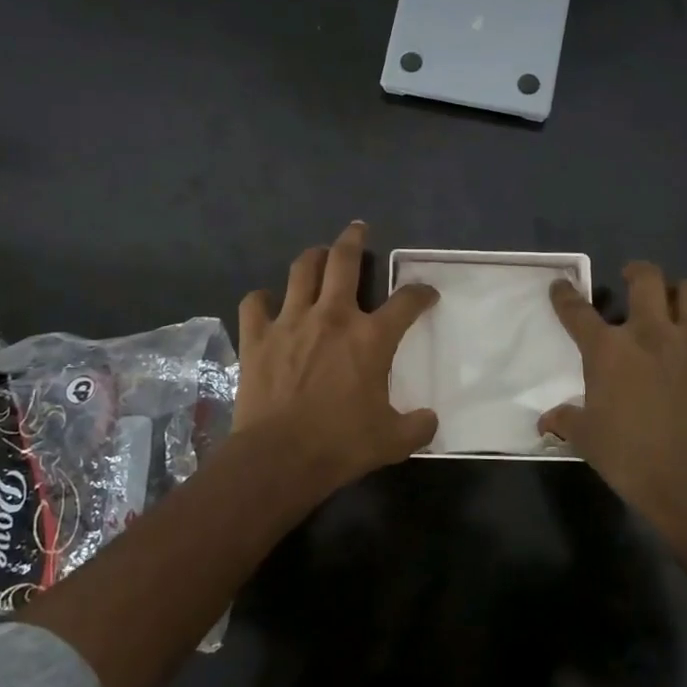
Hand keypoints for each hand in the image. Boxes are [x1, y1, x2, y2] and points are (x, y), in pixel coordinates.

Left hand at [235, 221, 438, 489]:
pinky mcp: (257, 337)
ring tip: (318, 254)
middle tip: (357, 229)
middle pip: (344, 261)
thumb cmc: (341, 444)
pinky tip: (266, 303)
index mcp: (370, 338)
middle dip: (354, 239)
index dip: (421, 293)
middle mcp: (332, 317)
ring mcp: (291, 322)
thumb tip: (431, 420)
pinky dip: (261, 300)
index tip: (427, 293)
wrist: (280, 457)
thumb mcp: (392, 440)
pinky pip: (255, 303)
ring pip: (301, 271)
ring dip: (312, 257)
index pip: (406, 302)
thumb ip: (417, 426)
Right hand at [540, 261, 686, 558]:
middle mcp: (652, 335)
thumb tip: (546, 421)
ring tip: (678, 305)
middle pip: (646, 279)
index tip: (561, 286)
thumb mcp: (587, 440)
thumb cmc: (630, 460)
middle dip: (637, 272)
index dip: (565, 296)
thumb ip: (565, 421)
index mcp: (609, 350)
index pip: (578, 311)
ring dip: (684, 294)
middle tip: (633, 280)